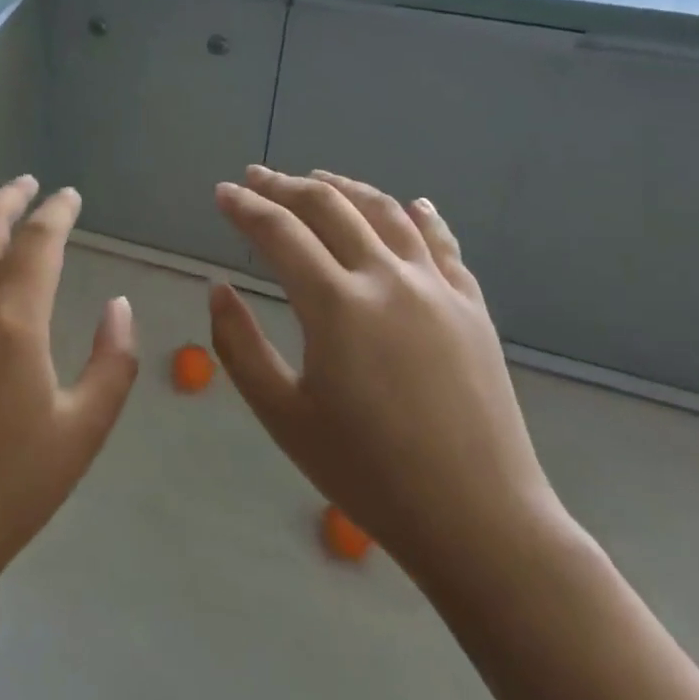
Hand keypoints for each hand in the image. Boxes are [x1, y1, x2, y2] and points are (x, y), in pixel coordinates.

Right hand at [209, 165, 564, 580]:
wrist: (480, 522)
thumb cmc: (368, 474)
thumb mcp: (282, 415)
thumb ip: (238, 345)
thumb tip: (218, 288)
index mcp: (336, 305)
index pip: (279, 232)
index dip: (244, 206)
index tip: (222, 192)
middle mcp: (387, 279)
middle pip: (329, 207)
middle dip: (285, 185)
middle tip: (256, 177)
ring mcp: (436, 288)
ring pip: (385, 212)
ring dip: (344, 187)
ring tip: (317, 177)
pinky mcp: (471, 307)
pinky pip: (441, 243)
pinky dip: (418, 215)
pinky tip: (409, 204)